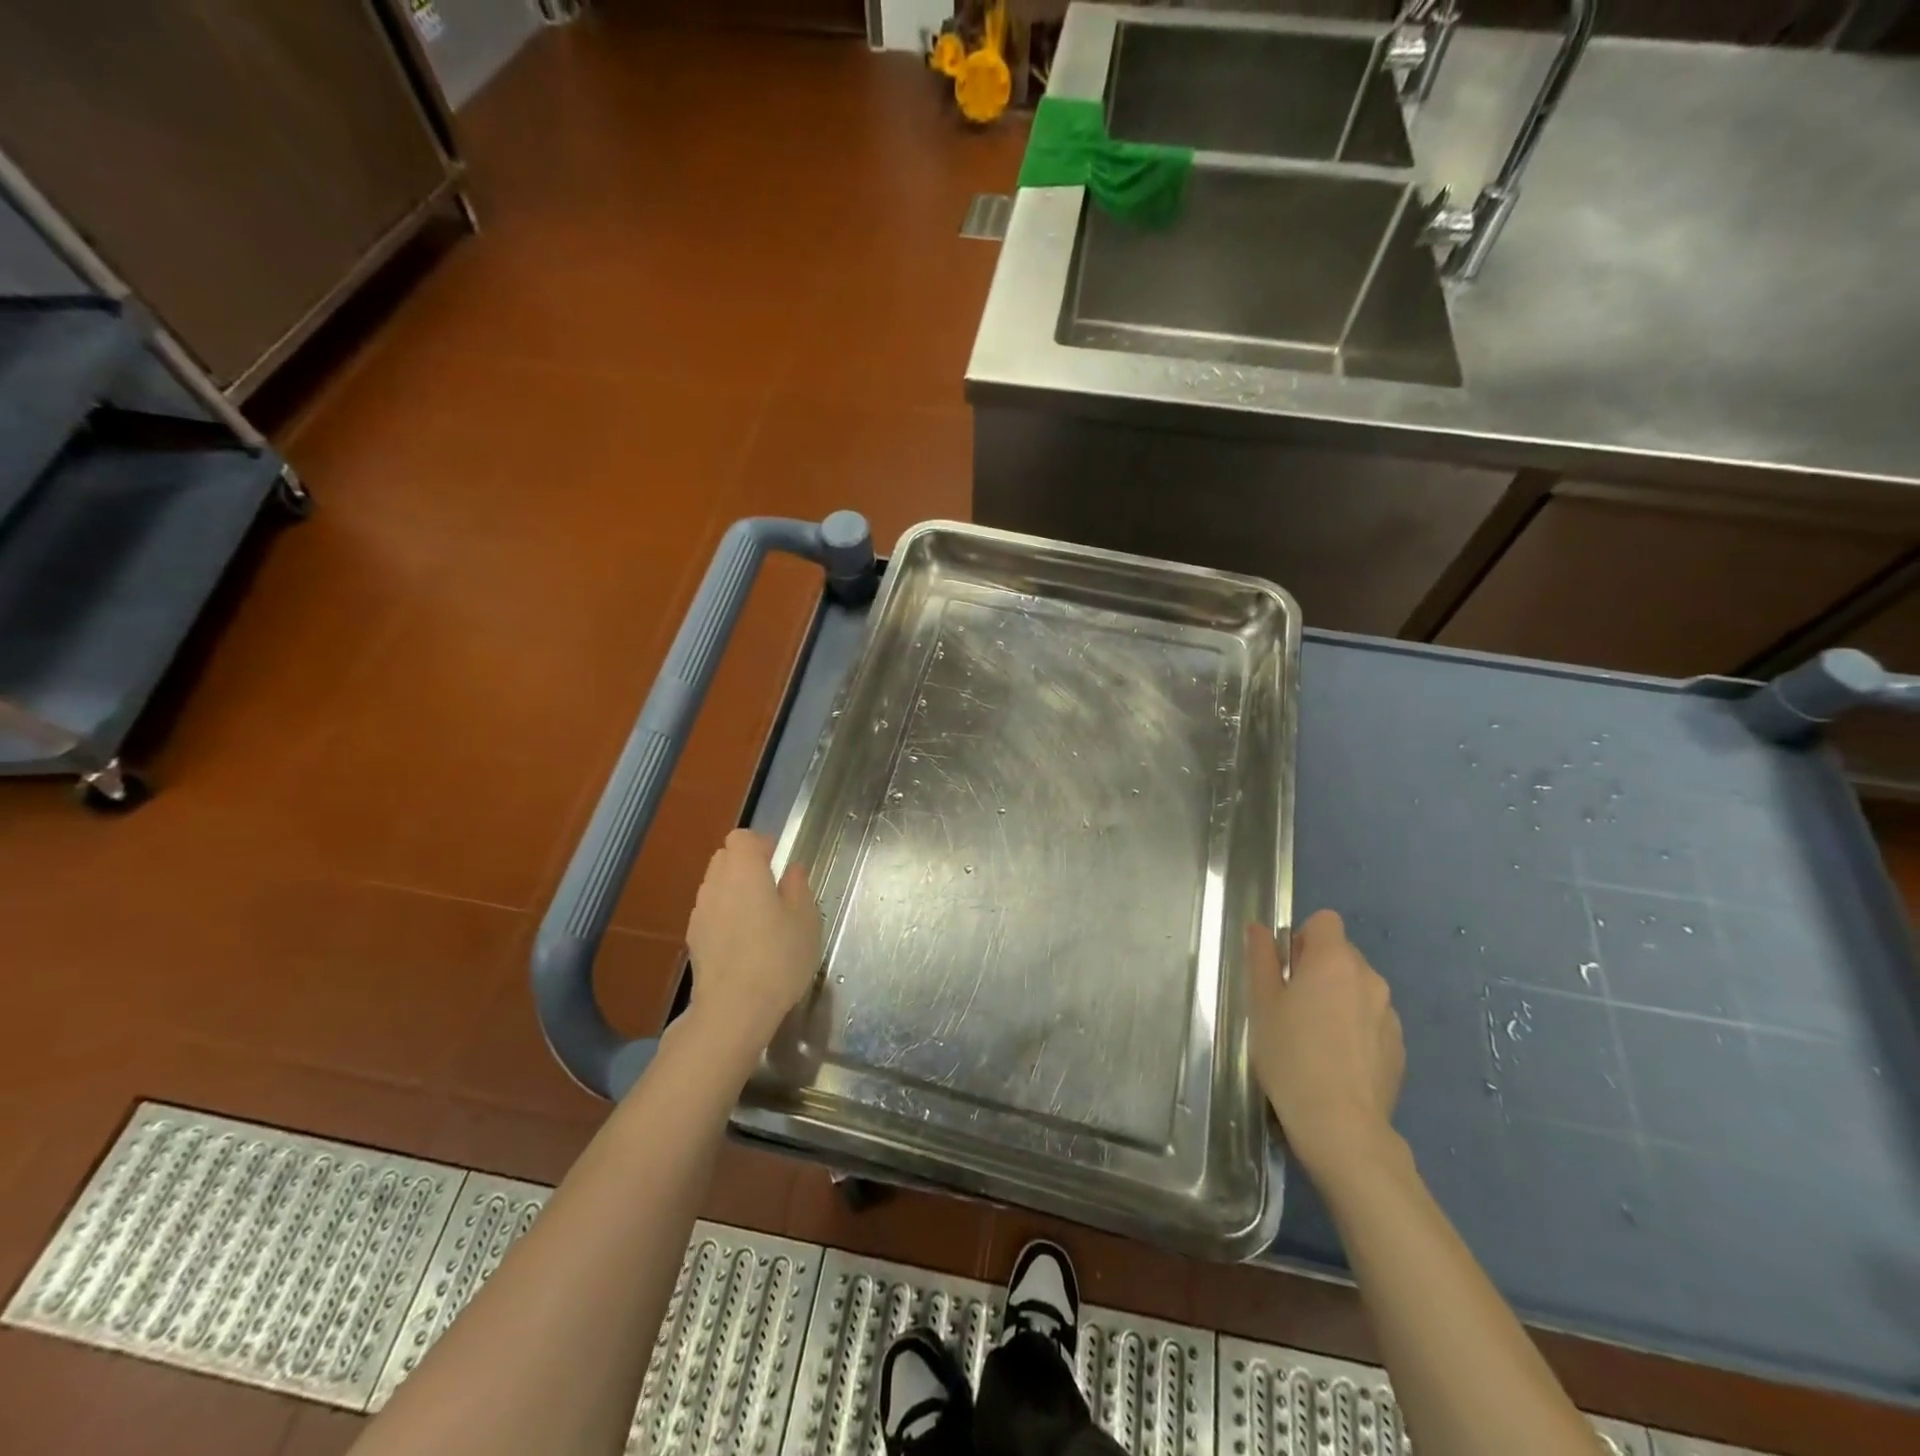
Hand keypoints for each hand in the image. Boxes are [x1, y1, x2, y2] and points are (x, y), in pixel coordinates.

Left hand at [686, 830, 821, 1063]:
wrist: (733, 1009)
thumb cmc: (778, 957)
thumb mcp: (805, 920)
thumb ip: (798, 888)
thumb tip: (792, 870)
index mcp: (744, 870)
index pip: (742, 838)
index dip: (761, 843)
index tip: (779, 859)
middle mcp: (716, 884)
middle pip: (724, 858)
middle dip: (746, 864)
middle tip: (773, 885)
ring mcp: (700, 913)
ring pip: (716, 886)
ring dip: (734, 890)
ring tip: (759, 916)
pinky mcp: (694, 940)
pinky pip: (711, 912)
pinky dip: (725, 915)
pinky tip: (745, 941)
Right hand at [1247, 910, 1404, 1181]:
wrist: (1341, 1125)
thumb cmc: (1290, 1055)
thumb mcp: (1262, 1004)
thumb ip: (1261, 959)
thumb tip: (1259, 929)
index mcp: (1334, 961)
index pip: (1324, 921)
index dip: (1302, 938)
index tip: (1286, 968)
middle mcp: (1369, 978)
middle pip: (1342, 954)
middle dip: (1318, 968)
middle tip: (1292, 1004)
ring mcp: (1389, 1014)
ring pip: (1358, 988)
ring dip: (1338, 998)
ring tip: (1314, 1037)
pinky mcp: (1399, 1047)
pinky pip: (1372, 1019)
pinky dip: (1355, 1027)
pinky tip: (1336, 1060)